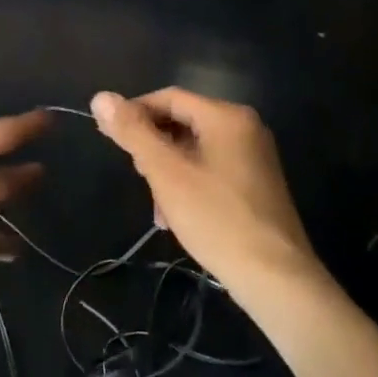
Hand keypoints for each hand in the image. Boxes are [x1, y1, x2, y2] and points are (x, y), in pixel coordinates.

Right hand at [90, 88, 318, 297]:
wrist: (276, 279)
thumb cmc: (217, 219)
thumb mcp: (166, 173)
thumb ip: (133, 132)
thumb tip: (101, 97)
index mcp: (226, 116)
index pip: (169, 97)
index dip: (135, 112)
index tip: (110, 138)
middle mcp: (245, 127)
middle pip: (183, 122)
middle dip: (154, 148)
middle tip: (139, 177)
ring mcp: (254, 157)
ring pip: (195, 149)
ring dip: (169, 172)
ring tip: (158, 208)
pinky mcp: (257, 184)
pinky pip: (212, 169)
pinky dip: (189, 185)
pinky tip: (177, 217)